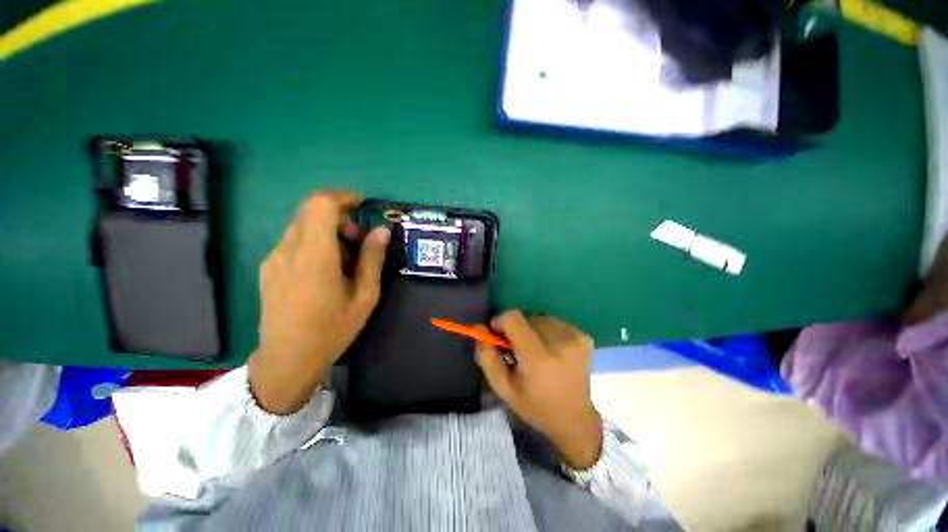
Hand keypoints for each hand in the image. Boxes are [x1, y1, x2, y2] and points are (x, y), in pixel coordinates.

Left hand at [249, 191, 389, 414]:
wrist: (287, 360)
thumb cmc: (332, 329)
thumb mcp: (364, 296)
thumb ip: (372, 259)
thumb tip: (381, 231)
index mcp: (315, 255)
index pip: (321, 204)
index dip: (342, 197)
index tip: (362, 204)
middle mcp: (288, 249)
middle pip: (311, 212)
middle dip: (340, 219)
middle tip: (360, 244)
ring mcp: (274, 258)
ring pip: (303, 227)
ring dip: (328, 234)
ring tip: (345, 264)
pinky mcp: (268, 268)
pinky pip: (294, 242)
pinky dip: (315, 245)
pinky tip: (325, 273)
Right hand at [476, 310, 602, 469]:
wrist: (575, 419)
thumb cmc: (534, 406)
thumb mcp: (503, 387)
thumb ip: (487, 356)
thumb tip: (479, 327)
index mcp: (537, 358)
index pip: (513, 318)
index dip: (501, 322)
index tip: (499, 336)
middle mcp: (559, 343)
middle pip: (526, 317)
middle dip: (516, 329)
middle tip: (518, 350)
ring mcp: (575, 338)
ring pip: (540, 318)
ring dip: (532, 329)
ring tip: (535, 351)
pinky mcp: (584, 337)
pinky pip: (554, 322)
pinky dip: (547, 331)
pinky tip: (551, 350)